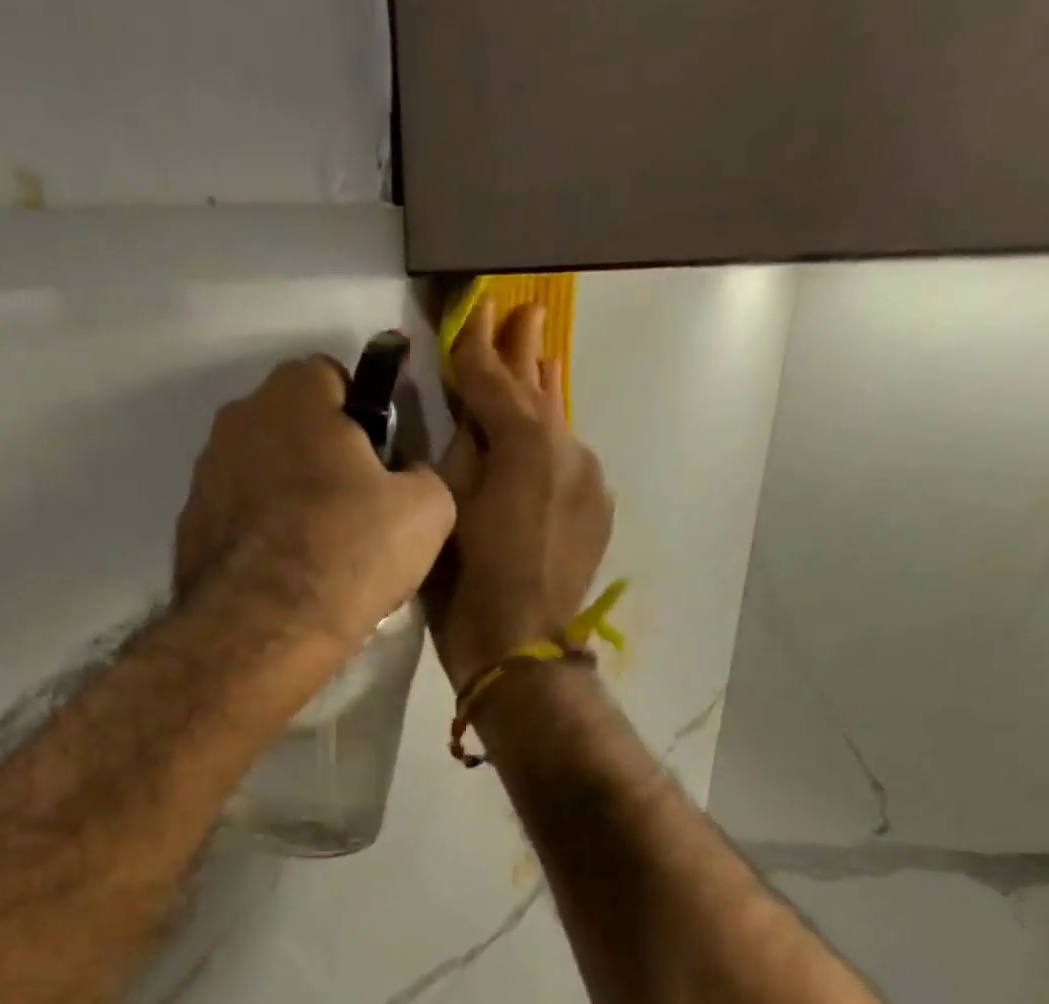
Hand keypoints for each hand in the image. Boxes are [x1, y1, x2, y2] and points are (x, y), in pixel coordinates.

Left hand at [178, 356, 456, 651]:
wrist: (265, 629)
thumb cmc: (350, 552)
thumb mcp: (428, 510)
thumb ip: (424, 473)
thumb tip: (406, 476)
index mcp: (295, 395)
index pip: (334, 377)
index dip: (365, 417)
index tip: (381, 465)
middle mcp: (238, 419)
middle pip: (294, 425)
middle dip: (325, 455)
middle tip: (358, 510)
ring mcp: (205, 474)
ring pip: (264, 471)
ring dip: (290, 496)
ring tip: (320, 551)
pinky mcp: (190, 527)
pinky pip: (239, 517)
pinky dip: (261, 534)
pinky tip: (285, 575)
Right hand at [426, 300, 613, 688]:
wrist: (520, 645)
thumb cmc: (467, 583)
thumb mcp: (449, 508)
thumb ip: (464, 449)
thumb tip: (473, 414)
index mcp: (523, 442)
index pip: (494, 380)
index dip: (477, 347)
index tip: (474, 312)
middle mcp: (567, 448)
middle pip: (539, 392)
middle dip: (524, 354)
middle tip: (523, 312)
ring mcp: (590, 478)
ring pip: (560, 427)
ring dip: (543, 397)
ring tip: (540, 359)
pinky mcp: (599, 509)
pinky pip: (572, 464)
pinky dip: (554, 449)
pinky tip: (547, 439)